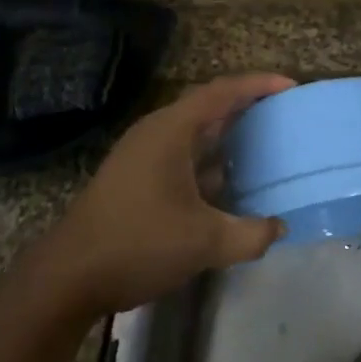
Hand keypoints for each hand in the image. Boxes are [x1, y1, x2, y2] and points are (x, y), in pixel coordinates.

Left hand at [39, 73, 294, 315]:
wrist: (69, 276)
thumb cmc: (138, 244)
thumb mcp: (205, 242)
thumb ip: (251, 234)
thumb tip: (278, 227)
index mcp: (171, 130)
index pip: (222, 92)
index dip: (258, 85)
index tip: (291, 87)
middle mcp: (156, 132)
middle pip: (208, 107)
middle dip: (246, 107)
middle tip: (283, 114)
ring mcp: (142, 155)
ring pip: (193, 133)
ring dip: (226, 135)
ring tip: (264, 143)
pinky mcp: (135, 178)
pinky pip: (181, 155)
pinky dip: (209, 160)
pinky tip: (228, 183)